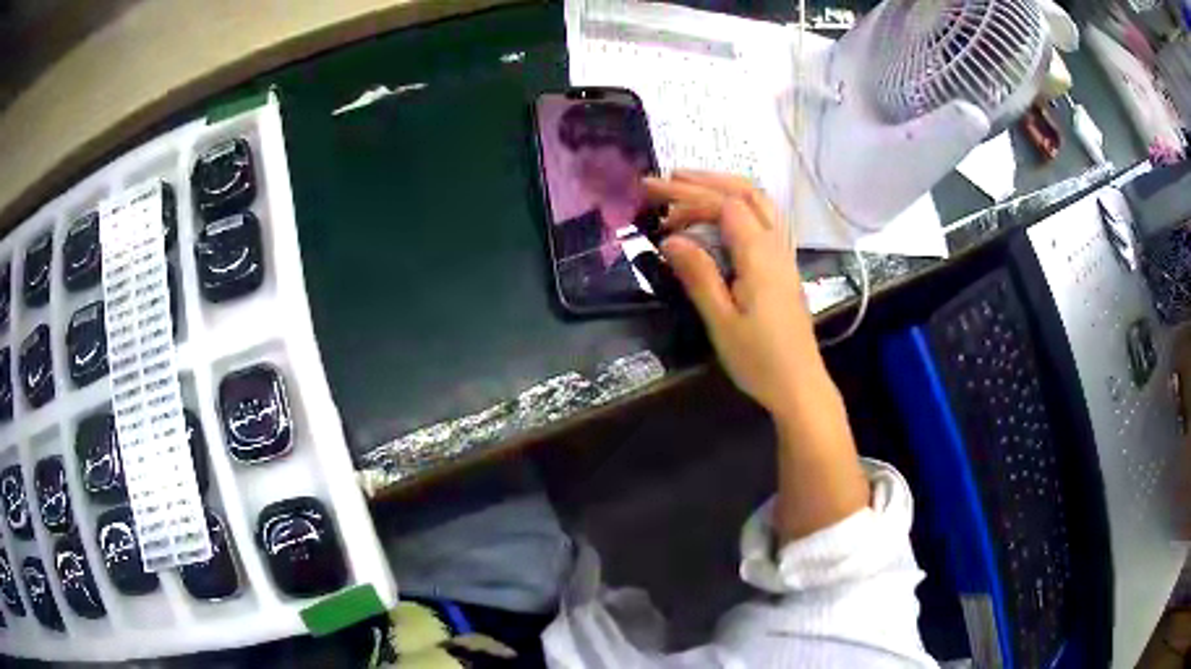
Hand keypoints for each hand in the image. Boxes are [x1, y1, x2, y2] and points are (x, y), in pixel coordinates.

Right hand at [644, 170, 826, 416]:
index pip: (724, 205)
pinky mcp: (784, 266)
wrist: (799, 385)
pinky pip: (764, 219)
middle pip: (745, 193)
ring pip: (759, 202)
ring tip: (690, 187)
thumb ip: (698, 275)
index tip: (653, 201)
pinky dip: (738, 205)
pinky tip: (721, 216)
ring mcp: (784, 254)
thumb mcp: (721, 321)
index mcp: (759, 255)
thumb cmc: (758, 359)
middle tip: (666, 180)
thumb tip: (671, 239)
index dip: (688, 196)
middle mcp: (776, 245)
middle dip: (705, 181)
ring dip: (724, 187)